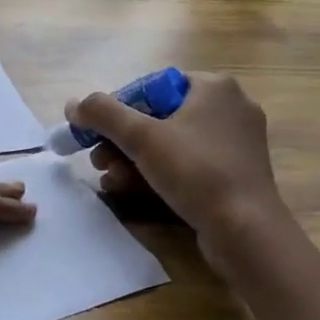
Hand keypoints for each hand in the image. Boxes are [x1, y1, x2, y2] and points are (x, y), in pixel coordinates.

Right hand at [66, 73, 283, 256]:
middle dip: (122, 142)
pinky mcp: (236, 174)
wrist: (246, 232)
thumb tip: (73, 104)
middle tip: (98, 160)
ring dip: (134, 161)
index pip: (151, 87)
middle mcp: (229, 108)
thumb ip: (103, 114)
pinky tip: (131, 191)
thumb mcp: (142, 137)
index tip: (96, 134)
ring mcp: (235, 143)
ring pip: (171, 144)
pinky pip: (188, 165)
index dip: (118, 110)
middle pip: (158, 117)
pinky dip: (159, 174)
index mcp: (214, 87)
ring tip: (110, 180)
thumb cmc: (196, 172)